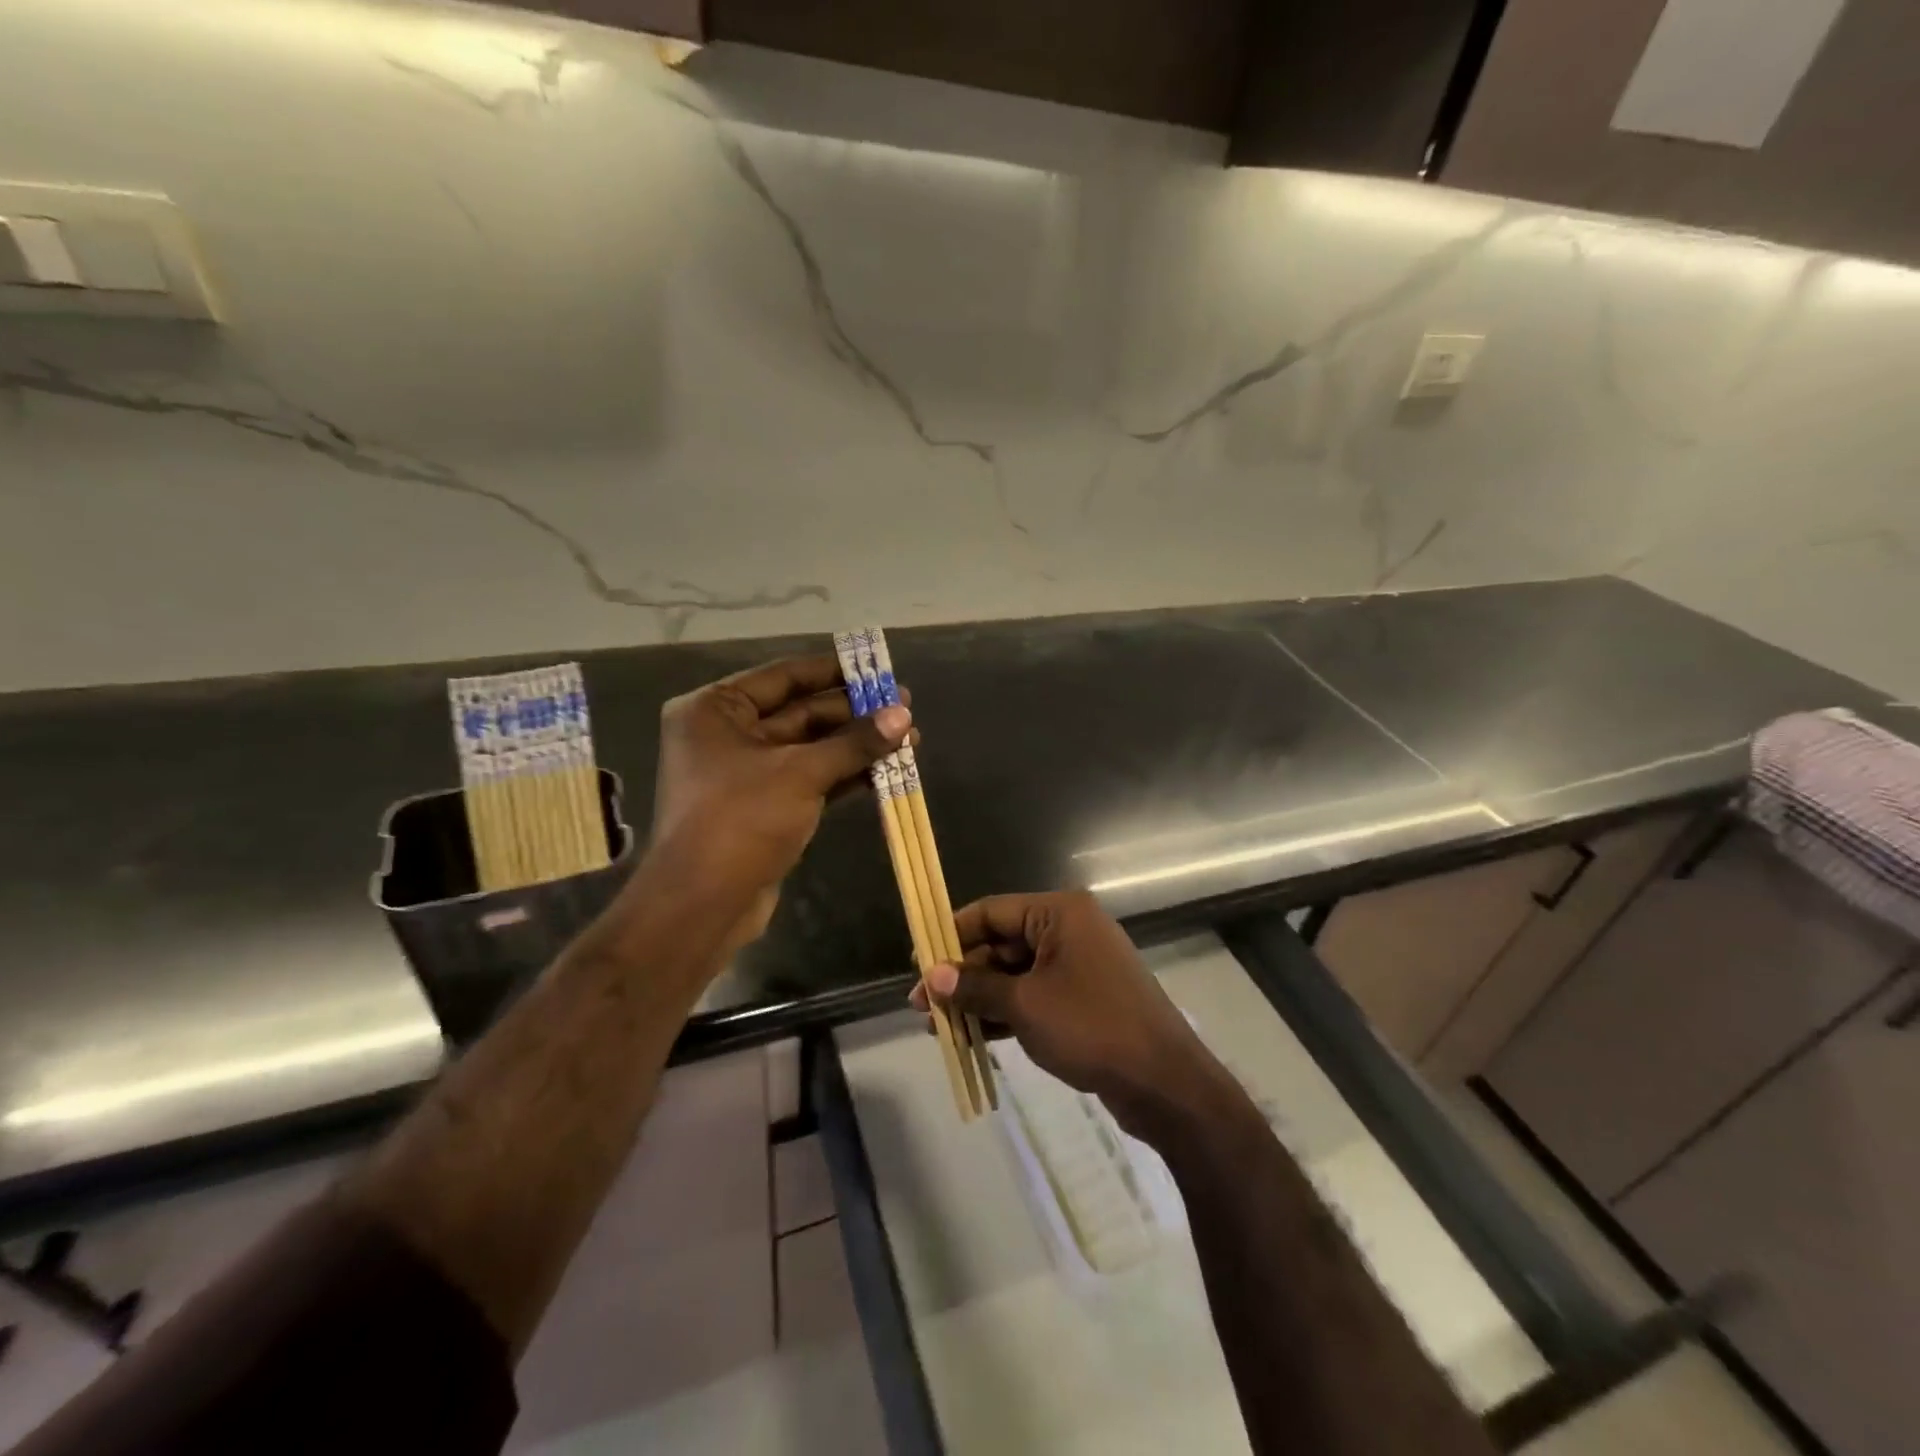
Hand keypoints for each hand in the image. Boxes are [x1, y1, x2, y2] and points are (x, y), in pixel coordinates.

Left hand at [651, 655, 909, 948]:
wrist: (703, 906)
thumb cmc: (741, 821)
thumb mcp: (801, 773)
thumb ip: (854, 743)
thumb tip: (903, 715)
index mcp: (716, 710)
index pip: (783, 677)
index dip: (832, 671)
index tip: (876, 668)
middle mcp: (727, 735)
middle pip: (801, 713)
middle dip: (854, 714)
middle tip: (905, 708)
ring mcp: (747, 773)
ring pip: (811, 749)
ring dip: (857, 746)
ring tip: (908, 739)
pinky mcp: (766, 807)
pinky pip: (811, 779)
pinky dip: (845, 774)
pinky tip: (886, 770)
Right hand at [912, 891, 1233, 1142]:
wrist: (1164, 1083)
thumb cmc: (1091, 1028)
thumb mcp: (1025, 1005)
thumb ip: (974, 987)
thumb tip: (930, 976)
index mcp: (1059, 913)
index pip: (991, 911)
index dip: (951, 934)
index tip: (917, 961)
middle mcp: (1069, 930)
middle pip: (1001, 943)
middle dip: (962, 975)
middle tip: (922, 1005)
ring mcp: (1078, 965)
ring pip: (1015, 973)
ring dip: (979, 997)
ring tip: (938, 1026)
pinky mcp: (1083, 998)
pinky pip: (1033, 995)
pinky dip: (1004, 1012)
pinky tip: (972, 1036)